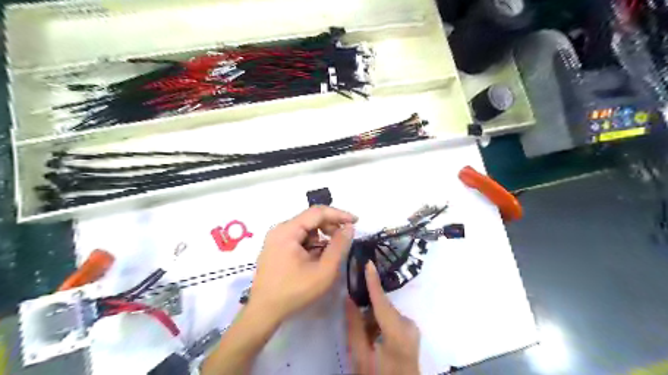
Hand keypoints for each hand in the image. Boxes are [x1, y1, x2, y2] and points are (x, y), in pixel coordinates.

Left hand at [250, 206, 354, 323]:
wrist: (264, 311)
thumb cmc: (294, 292)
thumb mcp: (323, 271)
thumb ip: (339, 247)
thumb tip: (349, 228)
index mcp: (288, 230)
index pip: (317, 212)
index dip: (339, 214)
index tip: (356, 221)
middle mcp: (280, 229)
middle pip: (311, 218)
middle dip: (331, 226)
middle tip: (345, 239)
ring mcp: (276, 238)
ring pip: (305, 228)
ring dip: (321, 236)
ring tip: (331, 252)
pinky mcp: (276, 246)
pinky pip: (298, 237)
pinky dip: (312, 243)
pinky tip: (317, 257)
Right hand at [347, 260, 418, 374]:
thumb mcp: (360, 357)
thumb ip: (354, 326)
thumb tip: (348, 299)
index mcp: (397, 333)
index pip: (382, 301)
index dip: (373, 281)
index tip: (368, 262)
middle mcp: (408, 325)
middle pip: (383, 307)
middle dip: (367, 310)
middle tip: (353, 316)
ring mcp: (412, 328)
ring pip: (386, 313)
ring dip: (373, 319)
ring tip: (365, 338)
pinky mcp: (411, 331)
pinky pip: (391, 319)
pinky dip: (380, 324)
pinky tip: (374, 339)